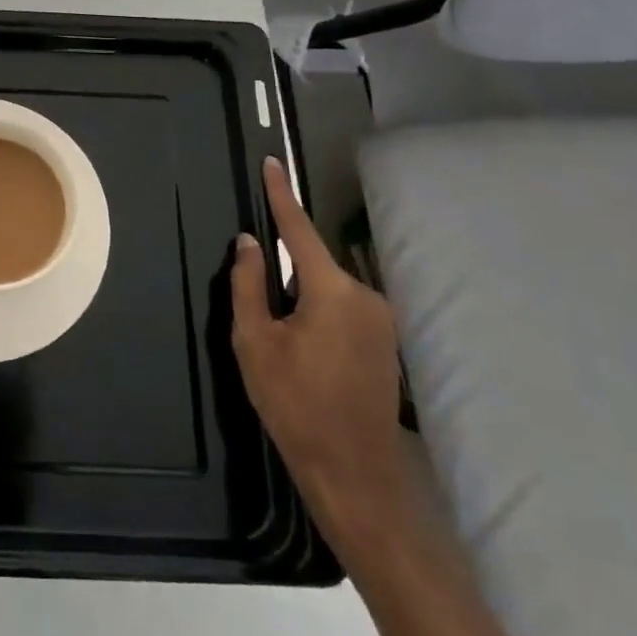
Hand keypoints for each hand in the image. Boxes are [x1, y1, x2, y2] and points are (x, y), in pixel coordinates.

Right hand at [232, 156, 412, 553]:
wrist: (354, 473)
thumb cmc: (294, 403)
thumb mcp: (254, 341)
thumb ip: (248, 284)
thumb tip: (249, 243)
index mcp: (331, 290)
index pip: (299, 229)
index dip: (281, 195)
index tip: (273, 163)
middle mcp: (364, 295)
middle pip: (312, 264)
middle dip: (284, 275)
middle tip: (262, 317)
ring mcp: (382, 320)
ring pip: (327, 289)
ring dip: (301, 299)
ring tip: (283, 344)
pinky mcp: (387, 342)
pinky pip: (343, 308)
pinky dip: (319, 314)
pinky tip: (306, 353)